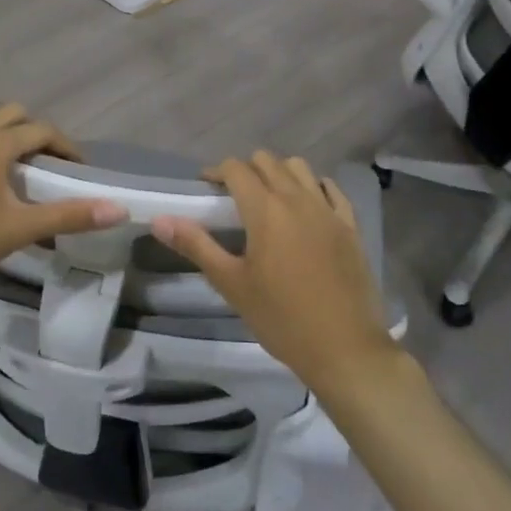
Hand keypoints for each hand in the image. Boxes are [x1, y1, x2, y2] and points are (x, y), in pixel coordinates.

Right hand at [151, 153, 396, 395]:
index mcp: (265, 209)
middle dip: (246, 169)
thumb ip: (196, 245)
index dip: (217, 171)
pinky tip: (307, 205)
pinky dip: (314, 186)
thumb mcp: (232, 284)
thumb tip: (160, 220)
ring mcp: (328, 209)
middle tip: (233, 196)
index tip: (206, 187)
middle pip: (267, 161)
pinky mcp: (350, 225)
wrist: (345, 349)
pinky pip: (331, 189)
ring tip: (269, 198)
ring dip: (280, 173)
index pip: (236, 169)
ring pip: (300, 168)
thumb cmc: (281, 318)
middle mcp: (297, 198)